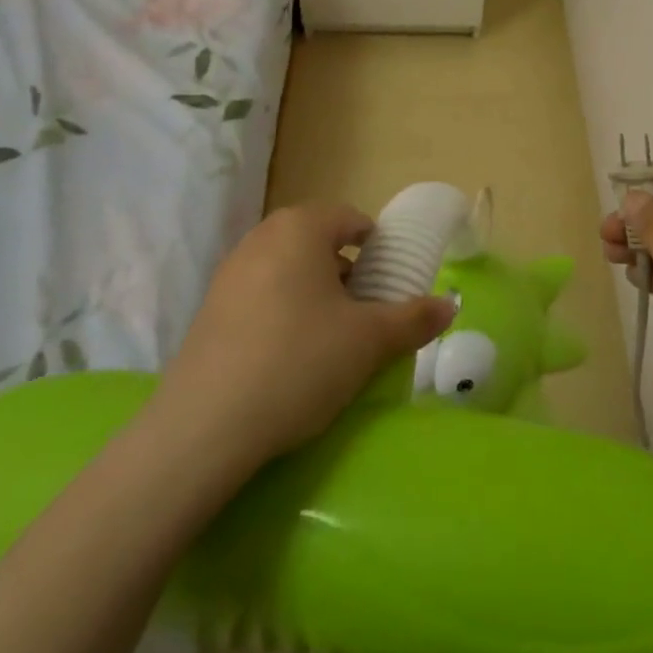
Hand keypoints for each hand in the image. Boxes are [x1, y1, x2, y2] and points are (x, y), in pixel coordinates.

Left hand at [151, 202, 455, 485]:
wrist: (201, 432)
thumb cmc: (298, 363)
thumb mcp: (368, 342)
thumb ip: (413, 318)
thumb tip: (451, 305)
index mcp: (302, 227)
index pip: (351, 220)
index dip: (377, 249)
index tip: (389, 286)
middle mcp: (263, 237)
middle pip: (318, 242)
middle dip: (346, 272)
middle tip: (364, 314)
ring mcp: (229, 273)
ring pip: (287, 269)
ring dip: (313, 293)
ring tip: (329, 339)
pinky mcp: (207, 311)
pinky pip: (259, 295)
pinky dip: (281, 312)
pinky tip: (287, 358)